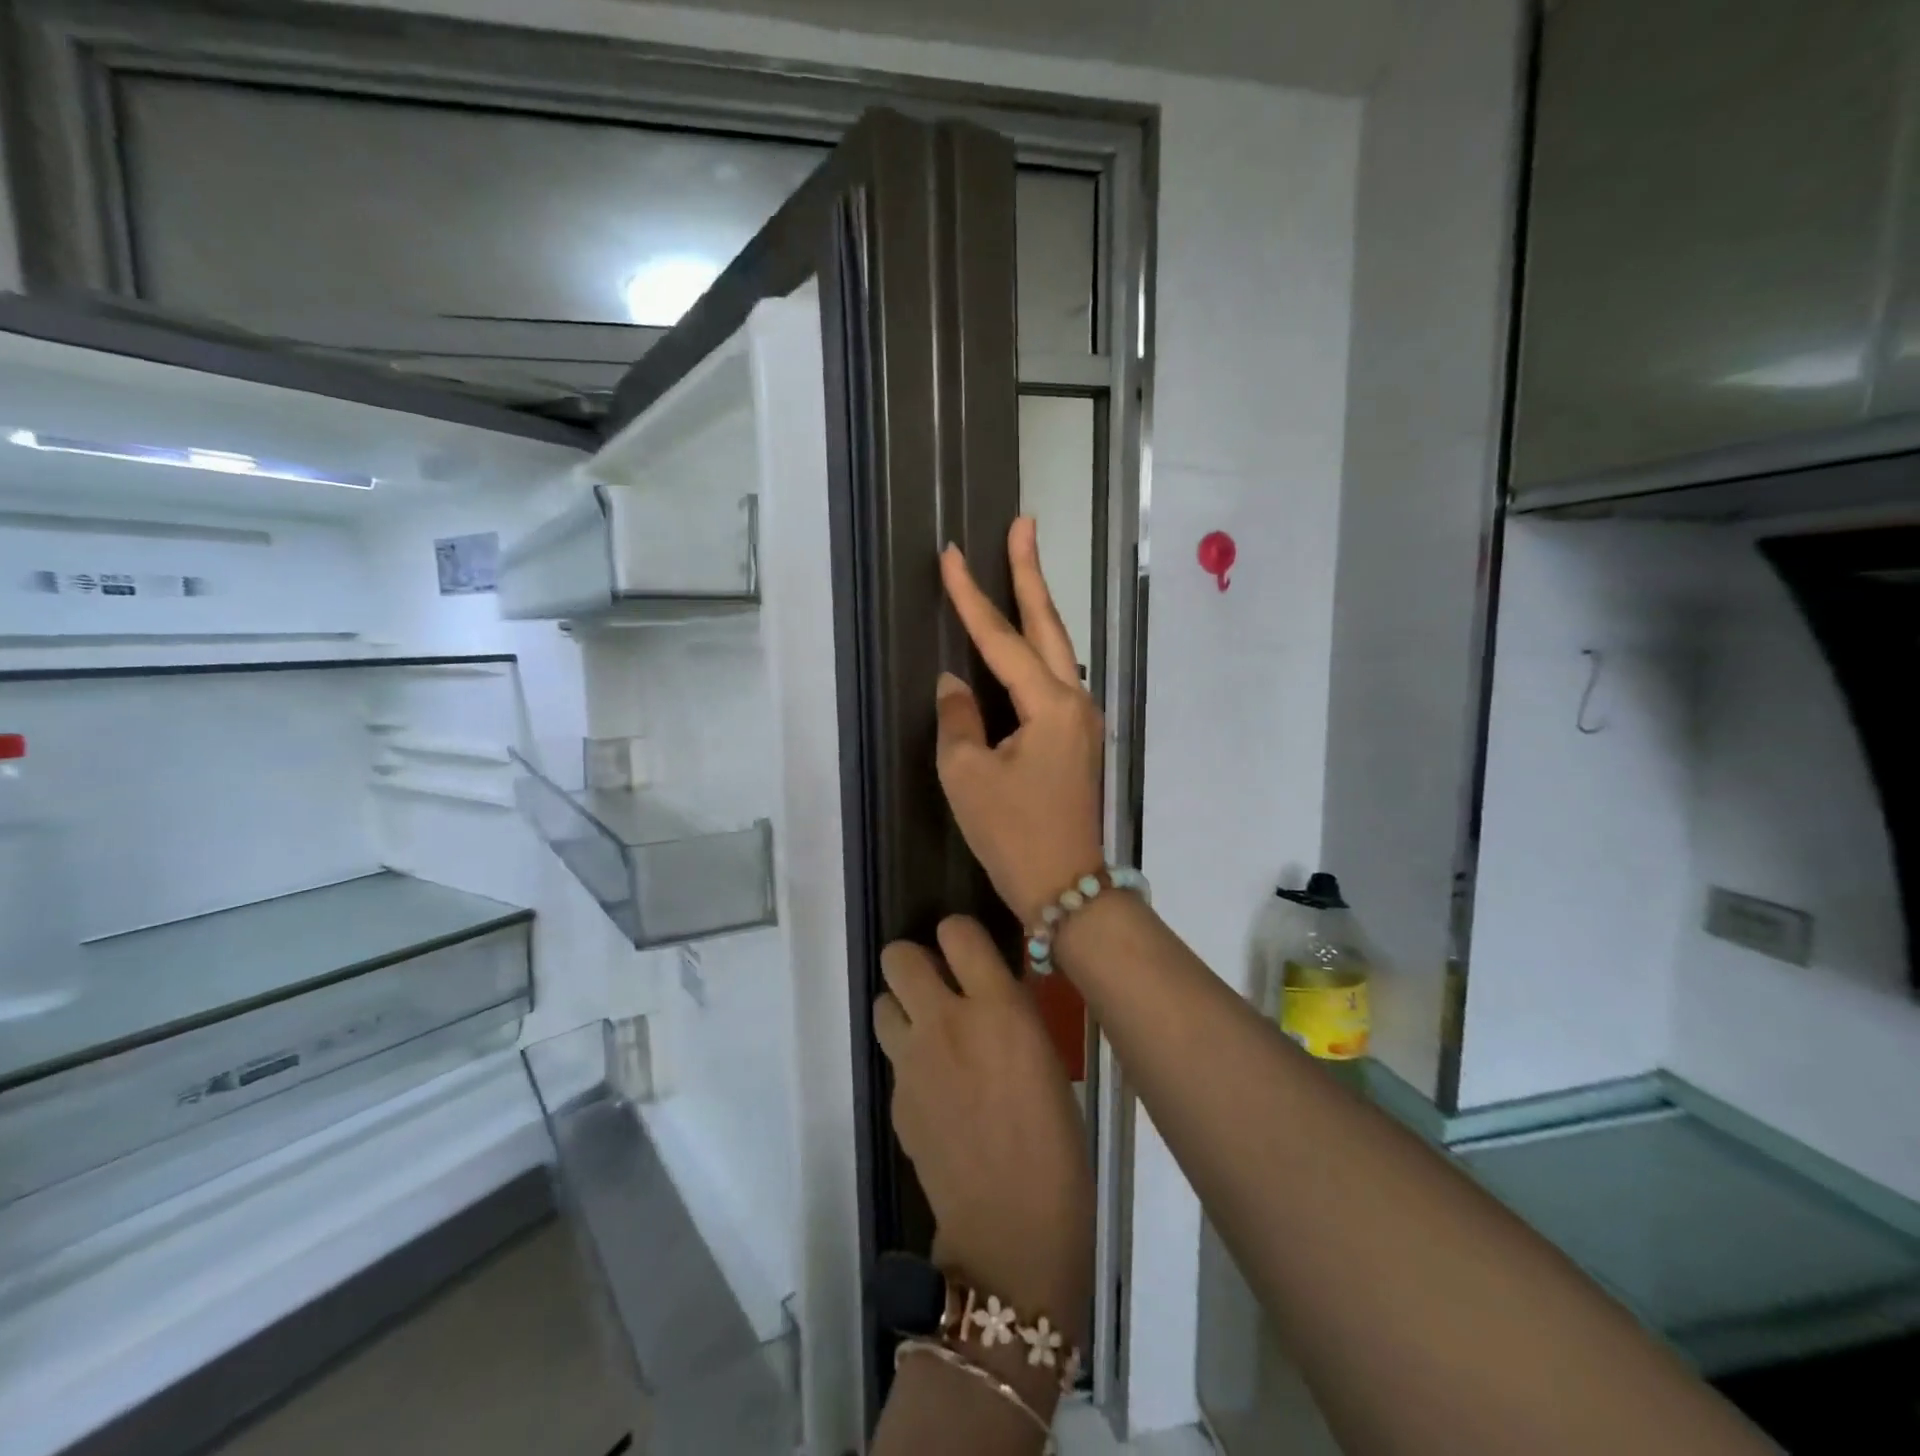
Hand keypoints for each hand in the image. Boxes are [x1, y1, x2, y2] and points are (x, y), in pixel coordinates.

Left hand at [875, 916, 1093, 1348]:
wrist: (1013, 1227)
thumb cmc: (1056, 1140)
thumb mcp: (1044, 1054)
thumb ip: (1008, 1011)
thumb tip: (988, 987)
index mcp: (998, 1006)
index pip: (956, 930)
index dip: (958, 934)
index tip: (968, 951)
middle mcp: (946, 1021)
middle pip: (896, 956)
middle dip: (913, 962)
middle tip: (938, 985)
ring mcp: (912, 1061)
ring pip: (882, 1002)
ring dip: (903, 1008)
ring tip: (930, 1033)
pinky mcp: (895, 1099)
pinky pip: (894, 1059)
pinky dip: (910, 1062)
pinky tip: (937, 1092)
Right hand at [938, 518, 1106, 924]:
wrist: (1067, 887)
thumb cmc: (1013, 834)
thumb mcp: (968, 776)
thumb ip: (959, 718)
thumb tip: (956, 684)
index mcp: (1051, 705)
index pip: (1001, 639)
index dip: (972, 596)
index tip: (952, 554)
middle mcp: (1075, 701)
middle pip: (1049, 626)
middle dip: (1030, 574)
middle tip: (1023, 524)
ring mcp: (1082, 720)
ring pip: (1056, 651)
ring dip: (1036, 609)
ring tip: (1019, 568)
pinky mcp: (1076, 739)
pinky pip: (1053, 680)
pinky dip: (1035, 652)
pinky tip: (1022, 641)